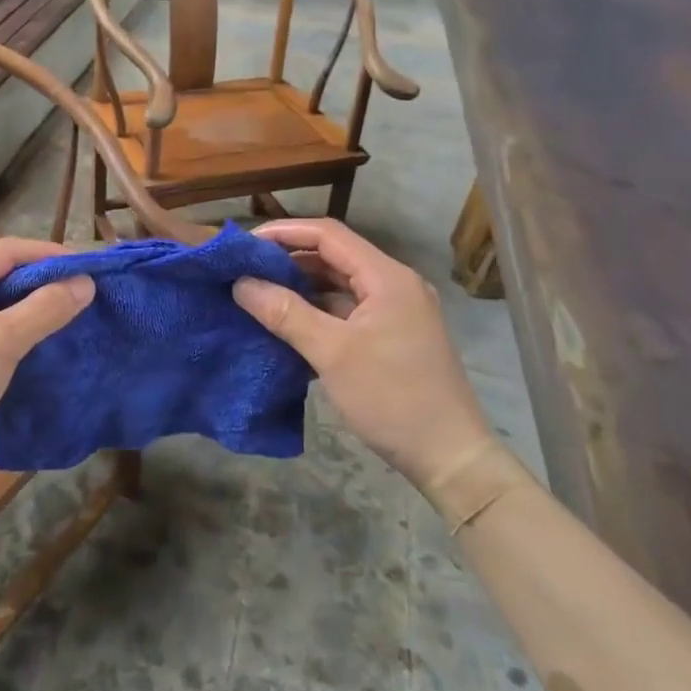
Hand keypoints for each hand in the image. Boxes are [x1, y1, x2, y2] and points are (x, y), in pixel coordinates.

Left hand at [0, 238, 94, 460]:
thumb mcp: (3, 343)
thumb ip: (45, 308)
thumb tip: (85, 283)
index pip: (6, 251)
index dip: (49, 255)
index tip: (86, 269)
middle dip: (41, 280)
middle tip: (81, 293)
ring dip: (29, 304)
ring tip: (65, 313)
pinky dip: (13, 326)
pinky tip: (35, 339)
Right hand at [233, 219, 492, 487]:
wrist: (450, 457)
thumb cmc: (392, 398)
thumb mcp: (332, 353)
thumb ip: (285, 313)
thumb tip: (241, 284)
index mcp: (387, 277)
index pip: (328, 235)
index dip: (284, 233)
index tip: (244, 244)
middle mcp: (394, 285)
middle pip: (334, 256)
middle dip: (288, 260)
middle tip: (244, 271)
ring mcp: (395, 312)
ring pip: (339, 285)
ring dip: (300, 287)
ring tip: (257, 294)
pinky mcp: (390, 337)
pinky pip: (346, 311)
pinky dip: (315, 312)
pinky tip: (286, 323)